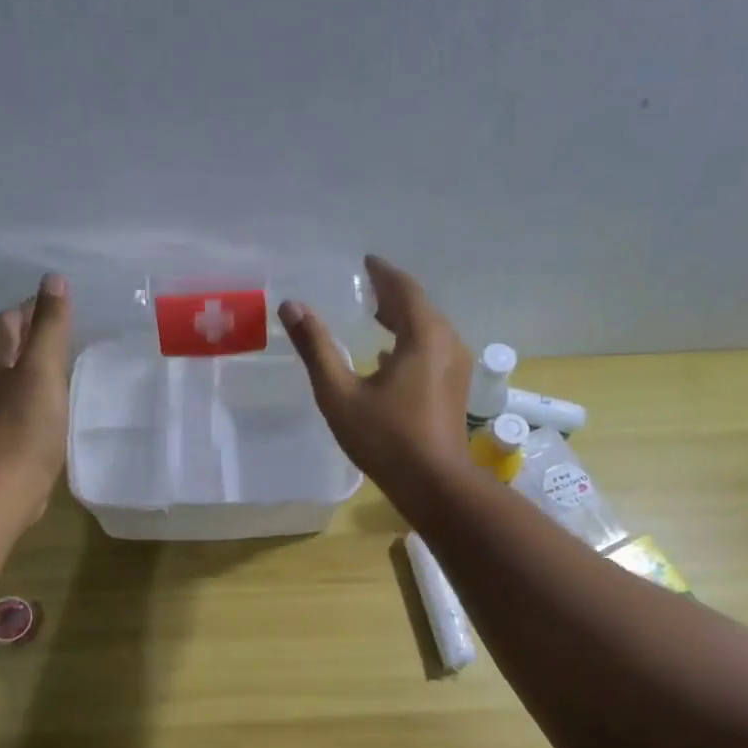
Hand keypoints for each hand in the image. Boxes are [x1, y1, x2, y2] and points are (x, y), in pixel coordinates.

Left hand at [0, 274, 73, 523]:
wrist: (3, 489)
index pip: (9, 318)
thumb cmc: (24, 426)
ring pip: (9, 375)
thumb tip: (53, 280)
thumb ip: (51, 325)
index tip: (66, 313)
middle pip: (6, 345)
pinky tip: (52, 406)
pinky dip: (32, 396)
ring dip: (33, 369)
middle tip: (71, 339)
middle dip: (34, 338)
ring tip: (65, 370)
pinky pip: (14, 403)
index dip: (36, 310)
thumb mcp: (43, 369)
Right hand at [278, 255, 472, 495]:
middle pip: (420, 307)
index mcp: (423, 336)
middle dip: (393, 295)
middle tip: (366, 288)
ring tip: (375, 316)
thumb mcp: (340, 394)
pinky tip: (388, 358)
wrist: (435, 485)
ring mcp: (456, 368)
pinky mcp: (455, 390)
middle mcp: (448, 343)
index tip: (365, 262)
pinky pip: (433, 351)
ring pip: (429, 330)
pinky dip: (410, 343)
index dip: (383, 273)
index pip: (404, 289)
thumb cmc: (386, 439)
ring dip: (403, 319)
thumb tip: (292, 306)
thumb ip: (316, 348)